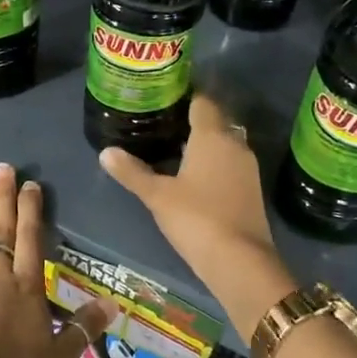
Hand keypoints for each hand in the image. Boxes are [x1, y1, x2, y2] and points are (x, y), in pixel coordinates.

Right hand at [99, 93, 295, 338]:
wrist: (241, 262)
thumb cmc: (197, 218)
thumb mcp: (157, 195)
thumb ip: (132, 172)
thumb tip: (105, 152)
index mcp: (212, 136)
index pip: (202, 101)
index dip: (185, 95)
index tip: (163, 95)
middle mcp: (235, 144)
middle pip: (215, 120)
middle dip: (192, 119)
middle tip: (161, 121)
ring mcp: (247, 167)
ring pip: (224, 143)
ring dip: (203, 143)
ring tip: (172, 146)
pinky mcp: (251, 189)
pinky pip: (229, 163)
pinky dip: (213, 162)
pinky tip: (192, 174)